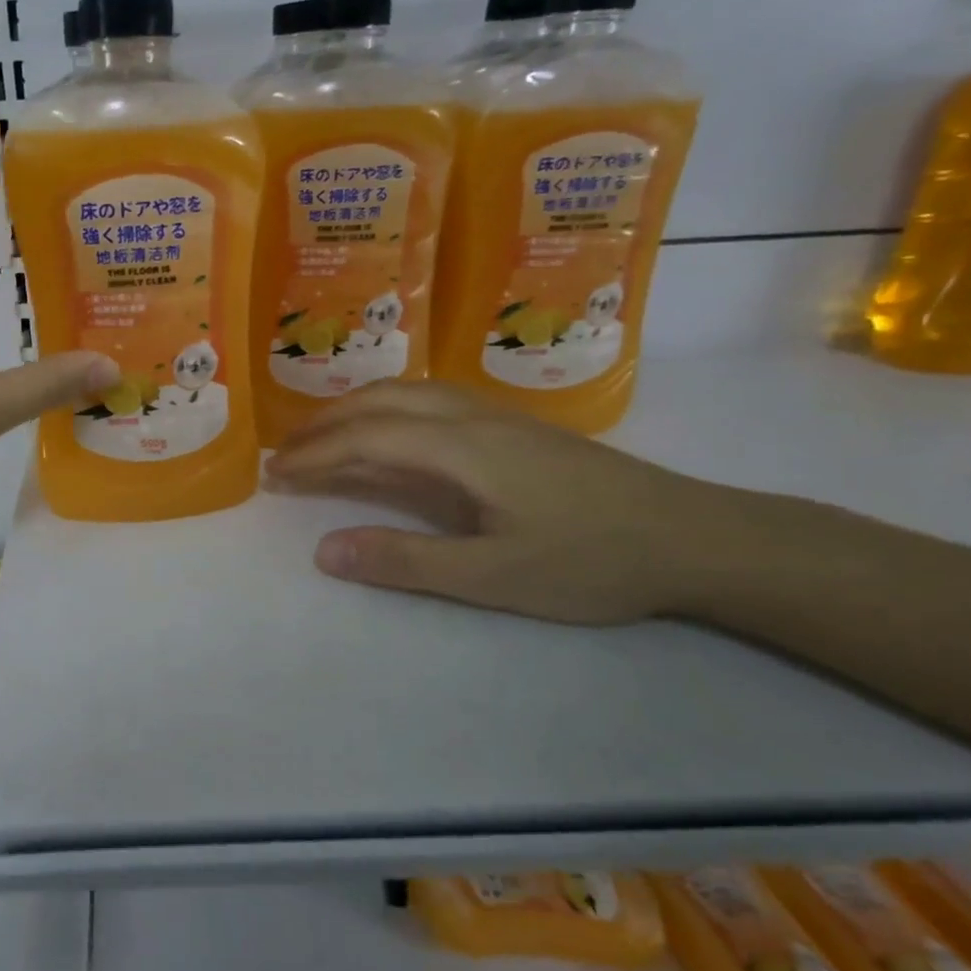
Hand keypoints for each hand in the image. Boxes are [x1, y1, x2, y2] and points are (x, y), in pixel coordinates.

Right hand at [265, 381, 734, 624]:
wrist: (696, 537)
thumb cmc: (593, 561)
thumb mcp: (492, 577)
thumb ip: (404, 562)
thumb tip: (323, 551)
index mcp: (462, 447)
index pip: (367, 437)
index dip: (315, 454)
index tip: (274, 474)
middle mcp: (473, 418)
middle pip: (381, 401)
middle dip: (325, 424)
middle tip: (285, 452)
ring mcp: (497, 418)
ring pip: (408, 393)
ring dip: (355, 410)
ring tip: (322, 437)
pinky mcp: (515, 429)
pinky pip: (431, 402)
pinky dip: (388, 410)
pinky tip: (390, 432)